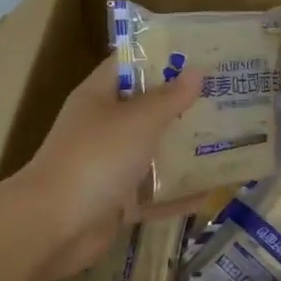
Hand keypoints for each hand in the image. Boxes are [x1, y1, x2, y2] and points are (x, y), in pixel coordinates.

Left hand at [10, 56, 203, 280]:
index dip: (161, 56)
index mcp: (98, 97)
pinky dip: (177, 196)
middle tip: (225, 97)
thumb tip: (196, 72)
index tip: (200, 54)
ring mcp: (108, 167)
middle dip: (182, 105)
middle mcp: (102, 128)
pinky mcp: (115, 202)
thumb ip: (170, 97)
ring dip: (183, 150)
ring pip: (151, 153)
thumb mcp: (138, 120)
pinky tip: (211, 193)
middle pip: (145, 110)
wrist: (53, 226)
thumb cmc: (96, 158)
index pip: (129, 64)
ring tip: (227, 140)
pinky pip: (153, 195)